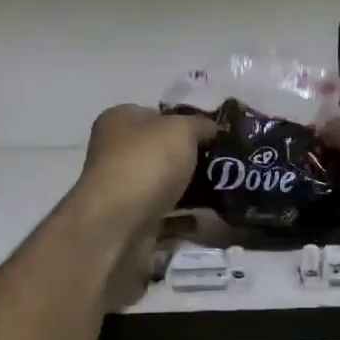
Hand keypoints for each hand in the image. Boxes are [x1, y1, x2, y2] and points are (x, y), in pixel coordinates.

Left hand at [75, 104, 213, 229]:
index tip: (214, 135)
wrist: (119, 224)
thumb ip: (200, 125)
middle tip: (223, 166)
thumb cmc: (147, 163)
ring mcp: (123, 190)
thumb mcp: (181, 129)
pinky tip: (207, 220)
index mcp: (119, 121)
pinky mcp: (132, 221)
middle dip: (191, 160)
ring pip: (164, 186)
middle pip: (161, 152)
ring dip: (191, 191)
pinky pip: (166, 216)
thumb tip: (211, 128)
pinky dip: (185, 219)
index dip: (185, 122)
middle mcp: (116, 153)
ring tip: (223, 193)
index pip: (155, 115)